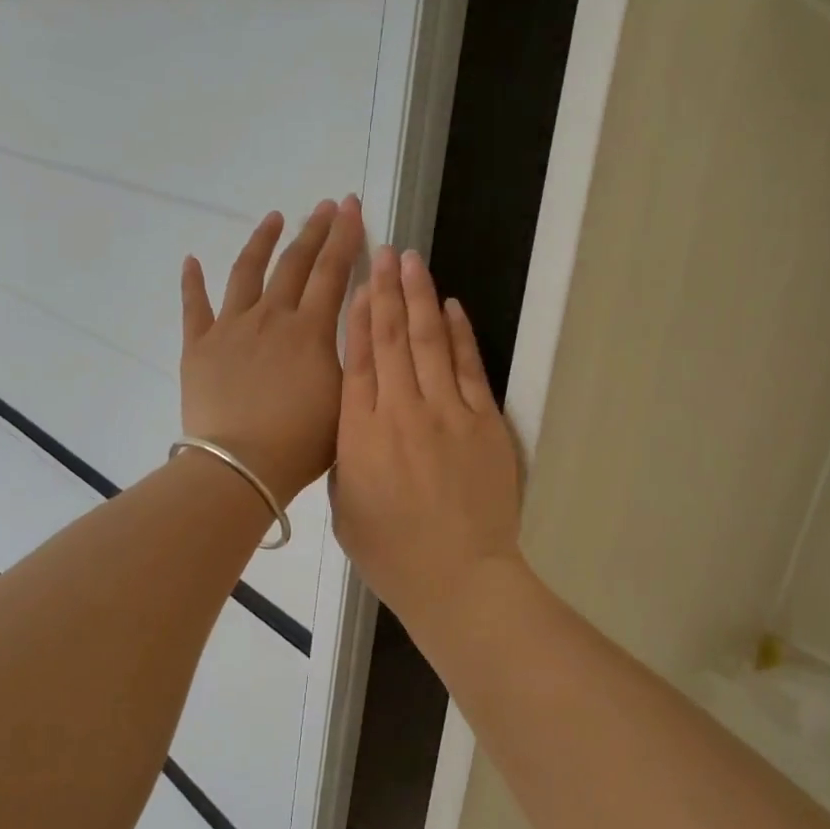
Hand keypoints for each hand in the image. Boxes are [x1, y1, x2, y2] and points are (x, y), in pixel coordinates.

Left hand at [180, 197, 364, 506]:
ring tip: (273, 218)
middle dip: (313, 230)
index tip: (351, 207)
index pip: (332, 271)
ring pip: (246, 272)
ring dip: (262, 241)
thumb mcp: (346, 397)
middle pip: (294, 263)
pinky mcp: (199, 346)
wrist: (240, 467)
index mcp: (309, 330)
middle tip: (325, 206)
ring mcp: (230, 328)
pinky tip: (191, 260)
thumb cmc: (301, 442)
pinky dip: (192, 282)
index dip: (344, 236)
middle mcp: (271, 317)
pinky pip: (194, 306)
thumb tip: (363, 312)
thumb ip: (354, 352)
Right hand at [333, 245, 523, 638]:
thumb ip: (346, 455)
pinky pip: (469, 367)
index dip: (359, 316)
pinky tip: (451, 306)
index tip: (360, 283)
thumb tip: (354, 419)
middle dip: (387, 290)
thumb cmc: (391, 552)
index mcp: (360, 433)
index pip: (358, 359)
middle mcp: (402, 411)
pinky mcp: (484, 422)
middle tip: (384, 251)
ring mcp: (448, 413)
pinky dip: (460, 333)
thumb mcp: (345, 506)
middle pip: (393, 338)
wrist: (458, 577)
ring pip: (430, 341)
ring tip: (413, 261)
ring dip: (421, 297)